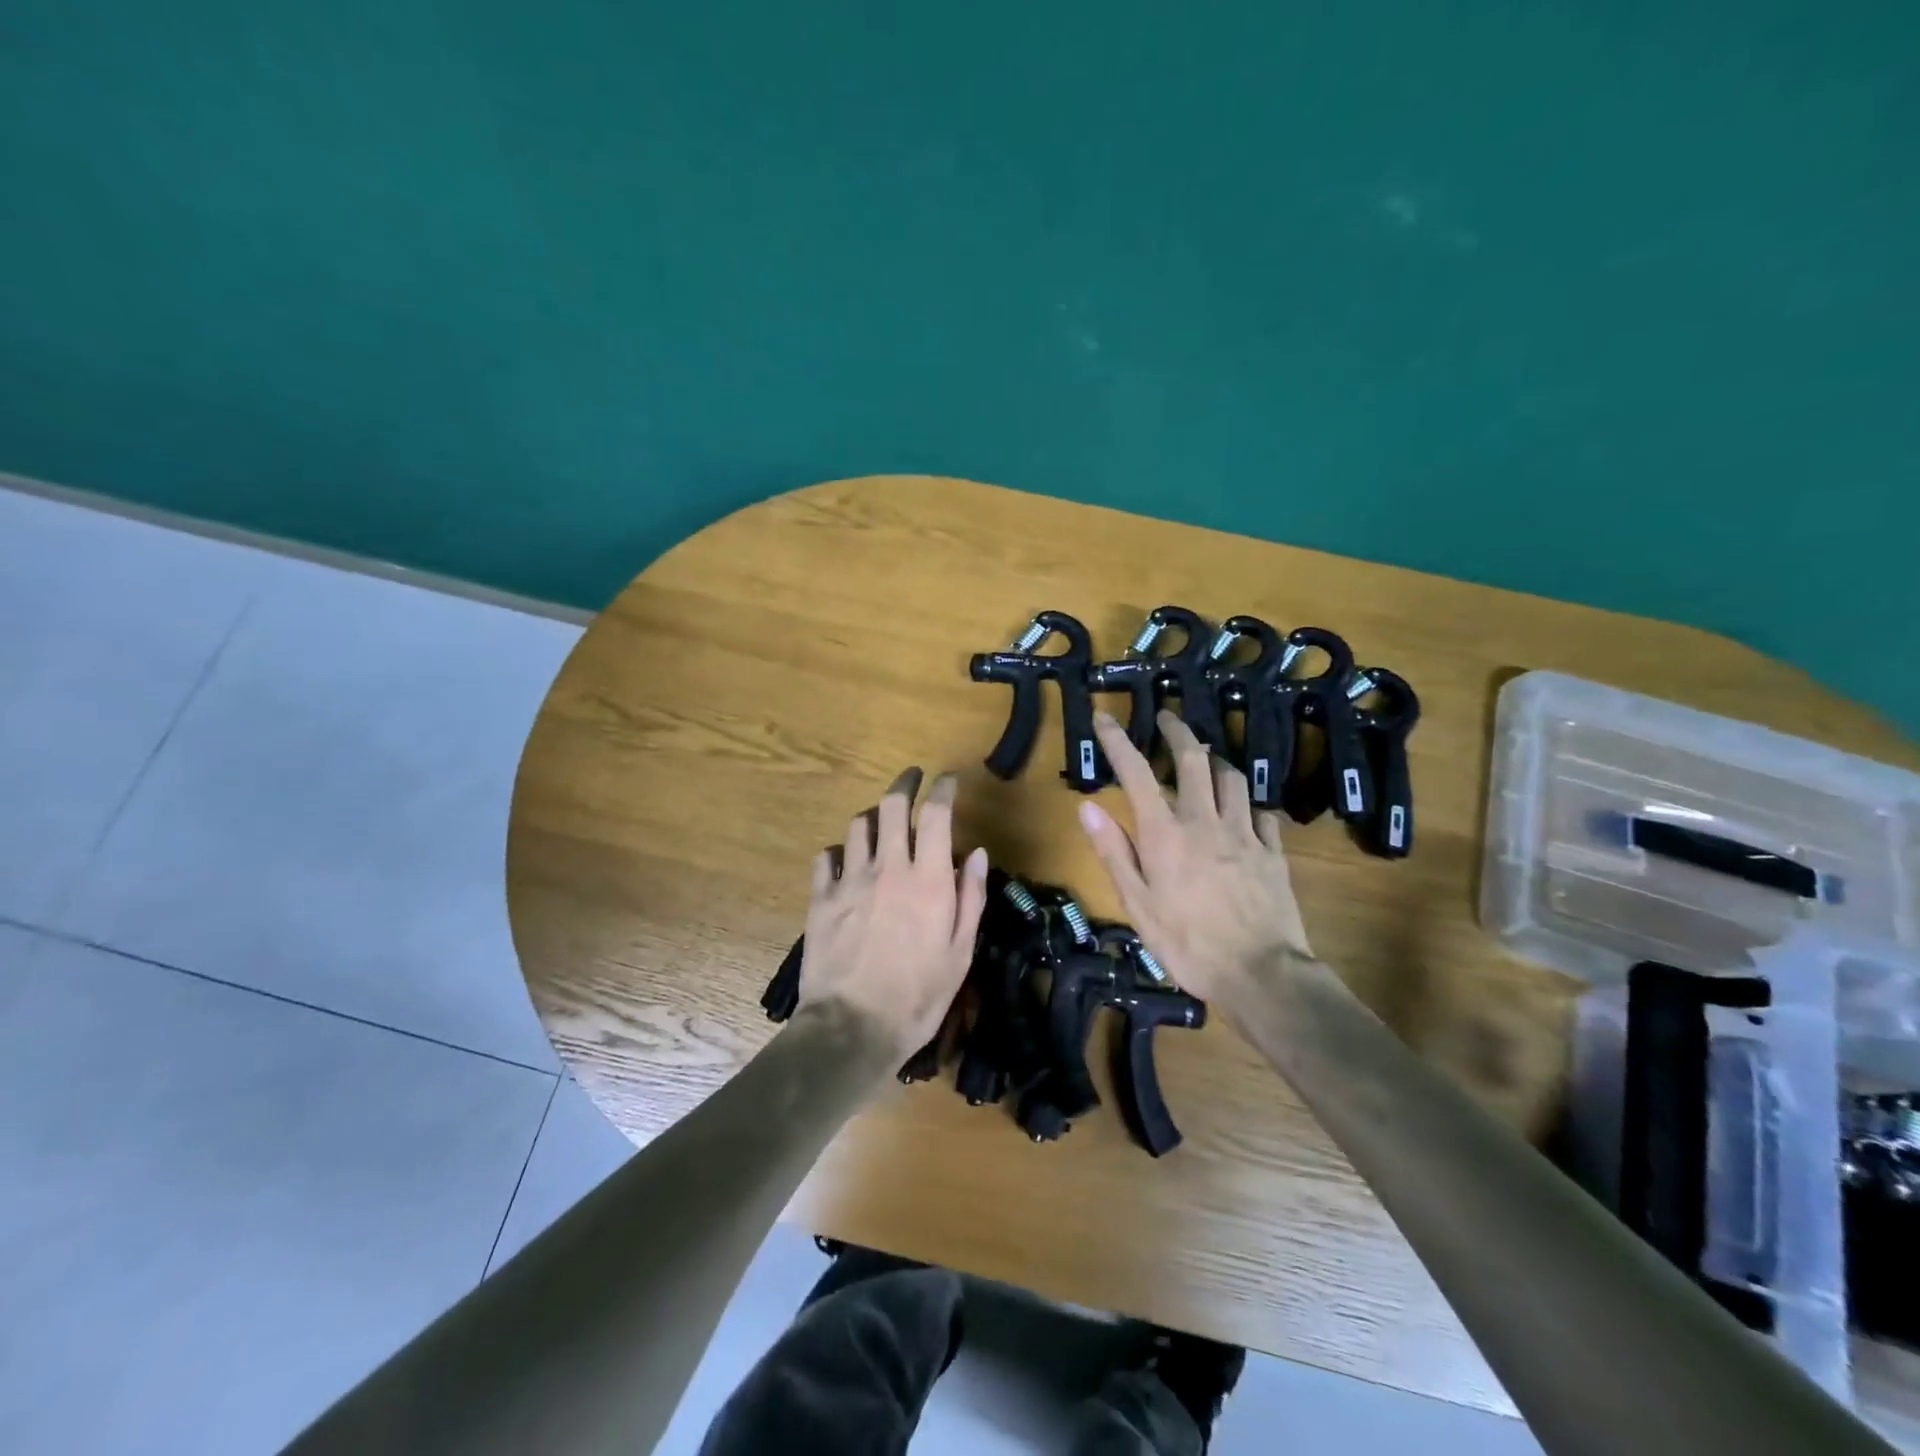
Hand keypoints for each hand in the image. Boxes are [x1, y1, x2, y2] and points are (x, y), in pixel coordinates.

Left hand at [799, 768, 988, 1064]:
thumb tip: (977, 853)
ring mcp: (849, 880)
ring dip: (873, 817)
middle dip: (904, 784)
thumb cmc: (918, 996)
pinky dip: (838, 852)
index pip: (936, 815)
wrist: (854, 1028)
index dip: (943, 790)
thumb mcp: (960, 953)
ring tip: (880, 824)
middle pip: (891, 805)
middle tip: (912, 780)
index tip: (948, 782)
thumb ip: (971, 897)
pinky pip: (825, 857)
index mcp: (928, 880)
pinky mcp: (820, 898)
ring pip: (857, 826)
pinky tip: (844, 863)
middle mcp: (888, 868)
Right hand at [1078, 709, 1312, 1006]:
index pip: (1136, 773)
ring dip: (1215, 761)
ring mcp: (1245, 833)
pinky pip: (1260, 812)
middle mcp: (1205, 821)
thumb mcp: (1137, 904)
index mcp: (1166, 834)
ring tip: (1205, 759)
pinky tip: (1243, 811)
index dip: (1117, 741)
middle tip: (1168, 717)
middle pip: (1193, 759)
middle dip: (1178, 731)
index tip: (1104, 717)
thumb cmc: (1187, 943)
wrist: (1261, 974)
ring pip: (1232, 778)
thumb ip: (1114, 851)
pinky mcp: (1273, 851)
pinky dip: (1246, 803)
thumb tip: (1087, 807)